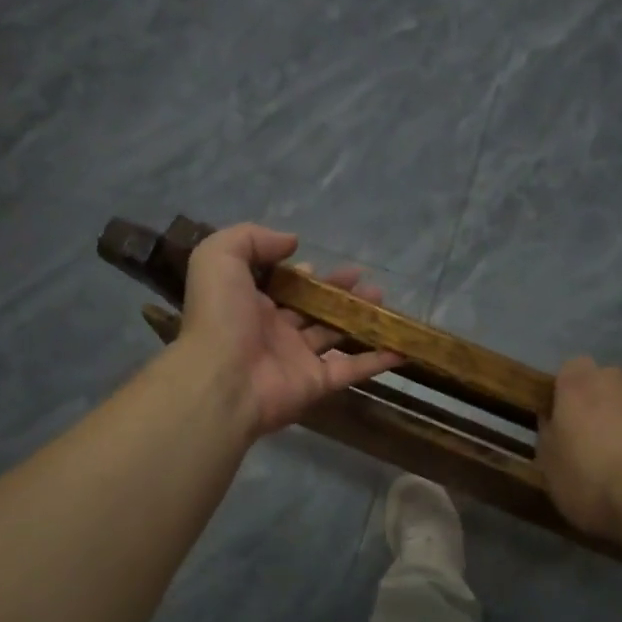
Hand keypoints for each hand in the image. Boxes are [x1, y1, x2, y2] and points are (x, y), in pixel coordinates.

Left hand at [178, 224, 401, 436]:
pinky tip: (402, 347)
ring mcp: (296, 359)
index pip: (281, 287)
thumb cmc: (220, 316)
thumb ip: (252, 238)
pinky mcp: (316, 384)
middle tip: (365, 281)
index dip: (301, 277)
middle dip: (339, 293)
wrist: (221, 379)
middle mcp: (274, 331)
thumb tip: (292, 241)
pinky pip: (351, 370)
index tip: (321, 267)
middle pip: (313, 309)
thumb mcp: (220, 257)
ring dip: (360, 319)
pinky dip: (377, 360)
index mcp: (250, 304)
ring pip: (334, 335)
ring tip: (383, 300)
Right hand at [539, 357, 621, 541]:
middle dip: (601, 403)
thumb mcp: (548, 465)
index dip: (567, 392)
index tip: (564, 419)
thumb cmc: (590, 481)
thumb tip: (553, 420)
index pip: (570, 369)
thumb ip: (548, 433)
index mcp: (579, 384)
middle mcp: (618, 379)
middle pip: (606, 383)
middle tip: (595, 440)